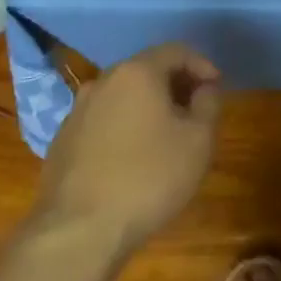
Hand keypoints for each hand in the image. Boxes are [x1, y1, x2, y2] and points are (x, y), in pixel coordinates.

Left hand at [34, 44, 221, 256]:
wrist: (79, 230)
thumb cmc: (149, 177)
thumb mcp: (199, 140)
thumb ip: (208, 104)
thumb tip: (204, 89)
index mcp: (137, 73)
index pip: (176, 51)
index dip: (202, 65)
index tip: (217, 88)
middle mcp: (103, 81)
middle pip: (146, 70)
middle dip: (175, 85)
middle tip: (196, 110)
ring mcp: (77, 111)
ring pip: (123, 96)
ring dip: (148, 107)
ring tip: (167, 136)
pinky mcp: (62, 140)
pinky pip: (103, 121)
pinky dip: (124, 127)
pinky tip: (133, 158)